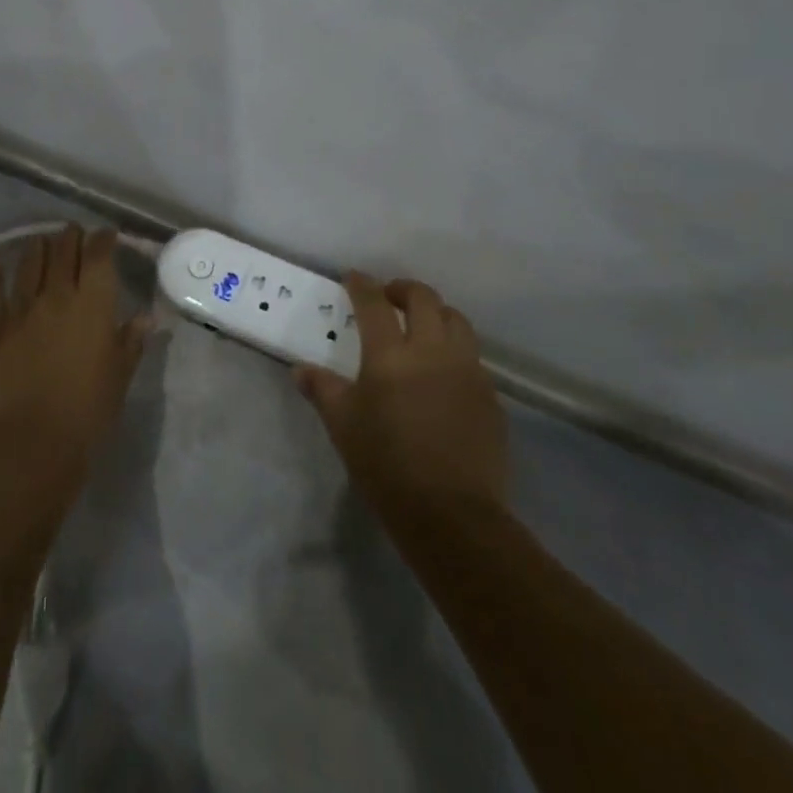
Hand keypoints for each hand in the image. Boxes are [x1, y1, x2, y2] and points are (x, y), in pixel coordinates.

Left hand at [0, 225, 148, 469]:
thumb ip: (131, 340)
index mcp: (92, 303)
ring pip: (27, 264)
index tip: (106, 235)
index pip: (98, 255)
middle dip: (69, 237)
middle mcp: (55, 295)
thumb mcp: (120, 374)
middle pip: (62, 251)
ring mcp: (19, 308)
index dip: (103, 239)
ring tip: (40, 242)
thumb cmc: (89, 409)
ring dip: (36, 249)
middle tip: (73, 232)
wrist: (32, 439)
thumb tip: (146, 317)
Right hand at [296, 274, 507, 516]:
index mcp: (390, 355)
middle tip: (388, 297)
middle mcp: (432, 351)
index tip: (353, 278)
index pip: (374, 303)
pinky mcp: (490, 396)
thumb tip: (301, 370)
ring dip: (436, 313)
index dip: (361, 285)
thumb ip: (322, 390)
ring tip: (421, 327)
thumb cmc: (385, 465)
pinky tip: (443, 372)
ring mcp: (467, 371)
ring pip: (457, 321)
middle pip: (424, 299)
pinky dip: (455, 349)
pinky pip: (473, 357)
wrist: (451, 514)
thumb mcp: (342, 425)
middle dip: (403, 288)